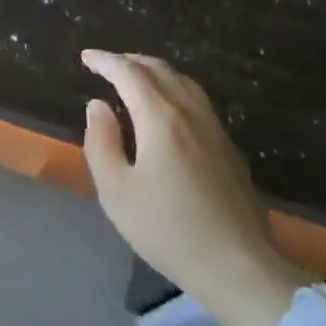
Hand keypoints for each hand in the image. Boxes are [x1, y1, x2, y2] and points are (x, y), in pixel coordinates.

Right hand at [81, 50, 300, 325]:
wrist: (239, 268)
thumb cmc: (169, 230)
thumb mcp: (116, 191)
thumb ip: (101, 142)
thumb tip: (98, 106)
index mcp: (161, 118)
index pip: (129, 74)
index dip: (105, 61)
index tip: (86, 57)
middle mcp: (190, 113)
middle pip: (159, 70)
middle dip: (130, 61)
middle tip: (107, 65)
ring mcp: (215, 129)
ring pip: (183, 82)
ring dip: (155, 71)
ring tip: (135, 79)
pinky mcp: (229, 148)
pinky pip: (197, 100)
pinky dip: (174, 88)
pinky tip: (168, 109)